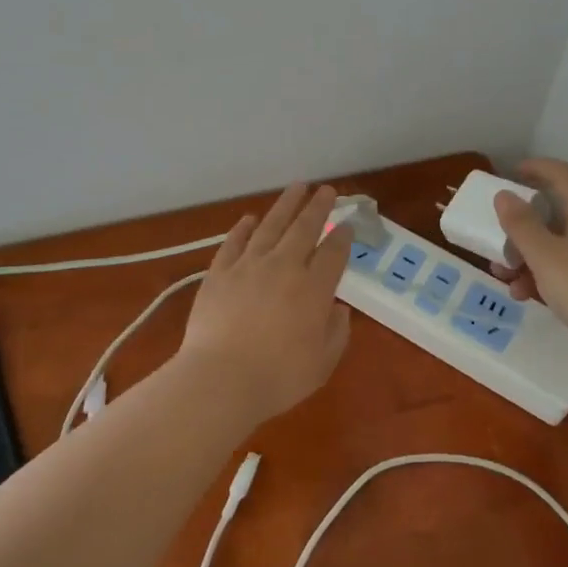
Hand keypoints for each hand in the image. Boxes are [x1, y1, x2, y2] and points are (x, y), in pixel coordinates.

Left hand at [175, 183, 352, 423]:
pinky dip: (244, 227)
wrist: (221, 379)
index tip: (348, 225)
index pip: (333, 253)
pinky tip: (250, 218)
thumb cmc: (278, 378)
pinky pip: (234, 241)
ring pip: (271, 225)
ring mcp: (248, 266)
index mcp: (314, 289)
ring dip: (285, 204)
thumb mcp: (322, 363)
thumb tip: (338, 309)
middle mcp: (284, 267)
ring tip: (296, 187)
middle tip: (326, 190)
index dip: (343, 237)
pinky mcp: (219, 272)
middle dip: (318, 207)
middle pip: (304, 228)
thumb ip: (336, 333)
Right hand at [489, 158, 567, 358]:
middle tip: (497, 235)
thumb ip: (521, 224)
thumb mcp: (545, 256)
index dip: (537, 168)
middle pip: (558, 213)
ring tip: (504, 277)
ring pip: (560, 245)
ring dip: (528, 255)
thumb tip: (505, 195)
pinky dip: (545, 276)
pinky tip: (526, 296)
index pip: (564, 175)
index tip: (509, 174)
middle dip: (523, 224)